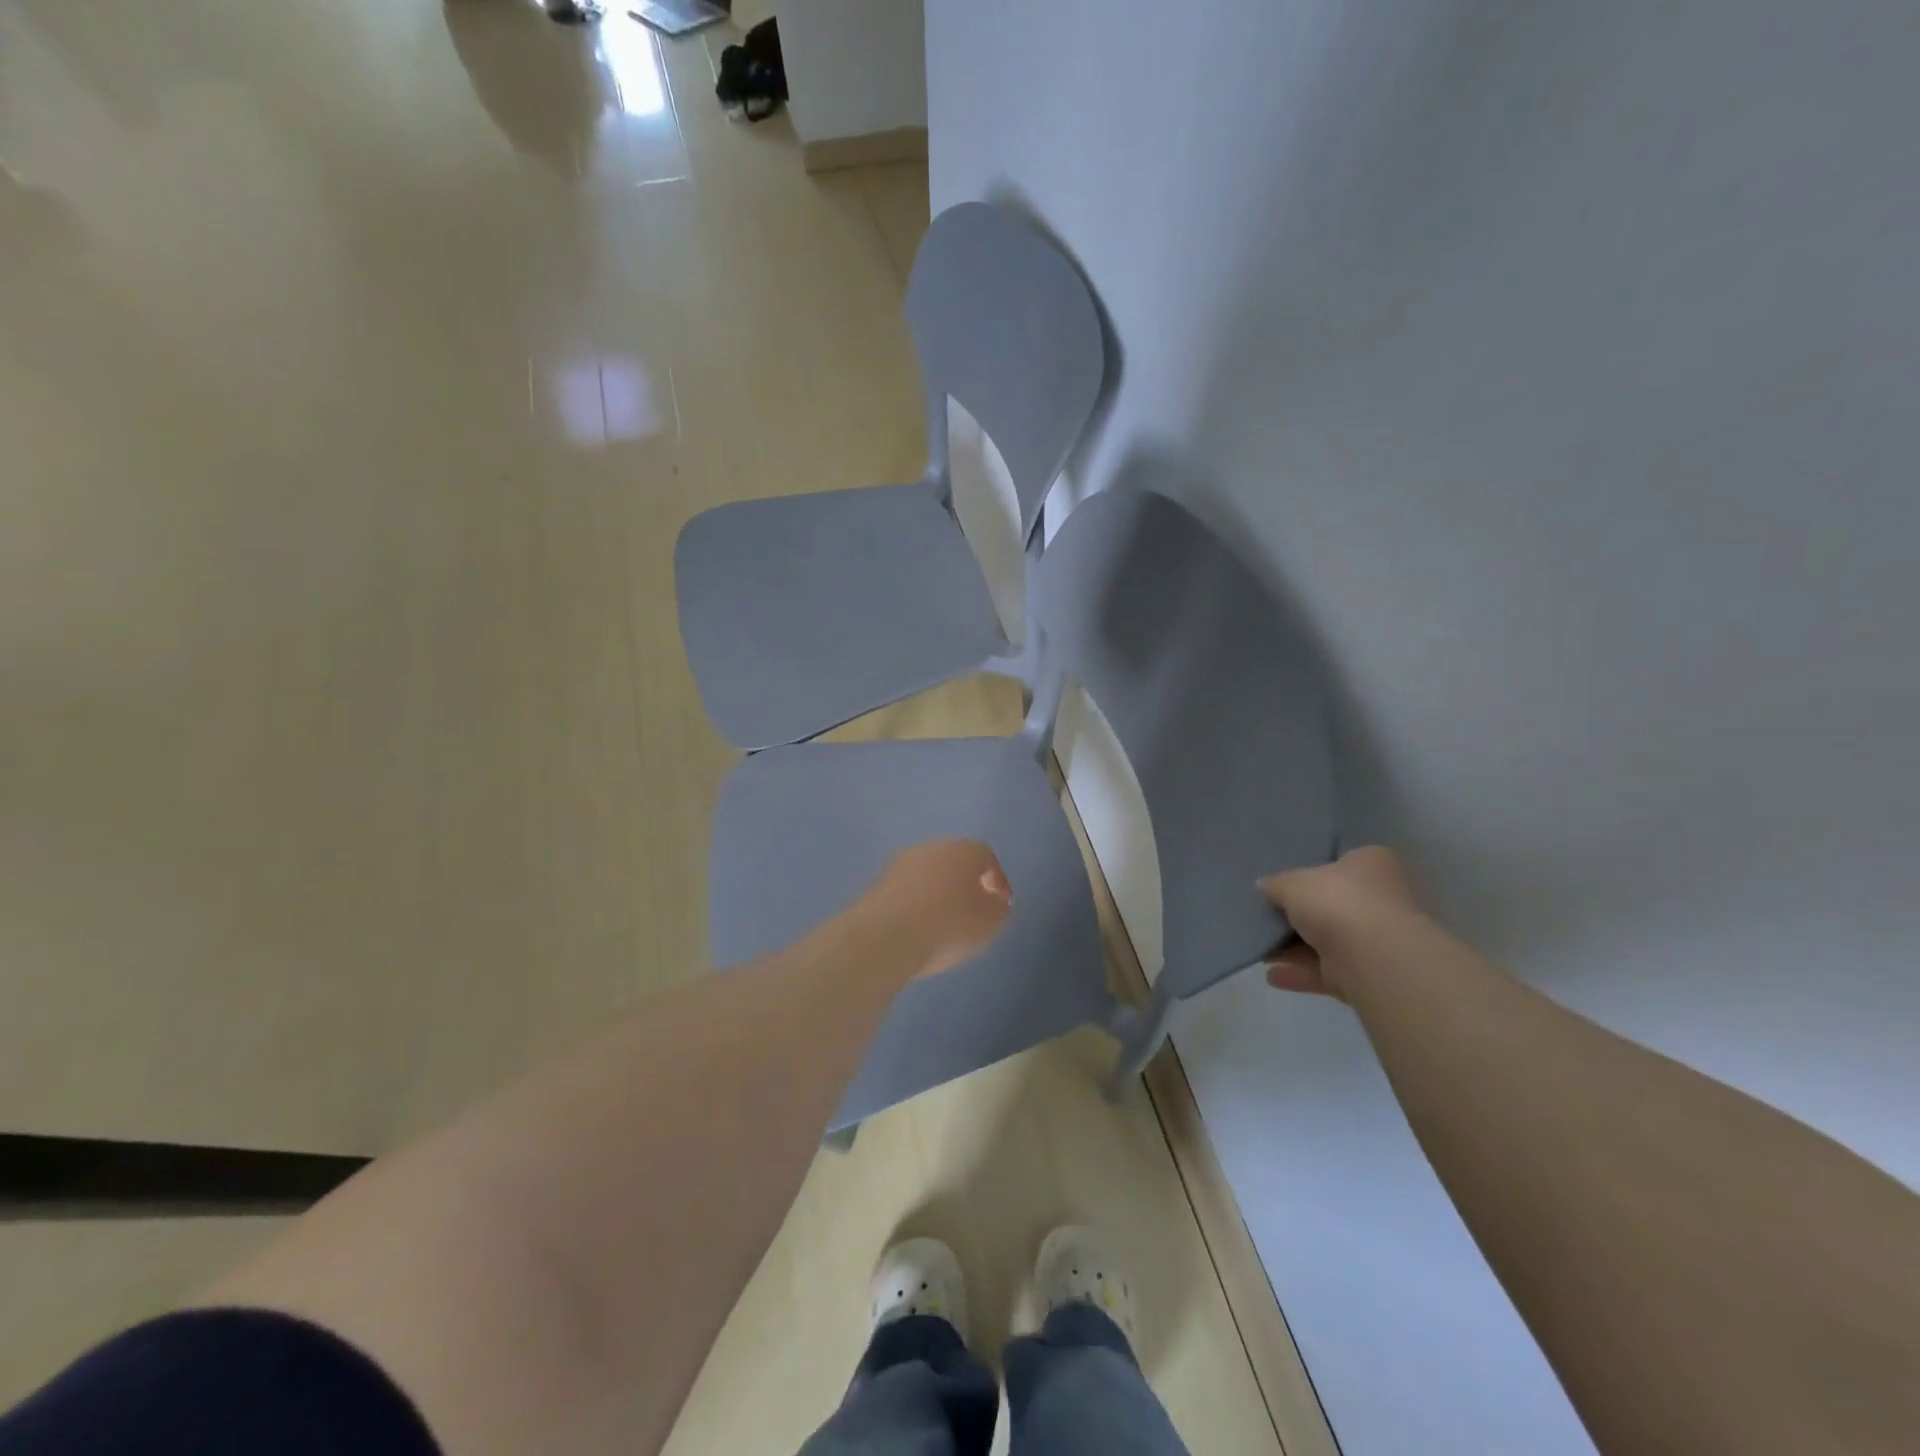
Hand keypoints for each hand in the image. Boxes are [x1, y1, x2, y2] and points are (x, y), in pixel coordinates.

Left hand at [861, 839, 1013, 979]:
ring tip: (942, 927)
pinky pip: (906, 893)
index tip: (999, 906)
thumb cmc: (949, 924)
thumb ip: (999, 908)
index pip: (986, 857)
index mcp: (963, 849)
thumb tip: (993, 901)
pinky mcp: (877, 884)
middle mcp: (931, 847)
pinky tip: (917, 931)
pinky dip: (915, 907)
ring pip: (927, 877)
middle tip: (972, 915)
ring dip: (937, 896)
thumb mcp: (991, 922)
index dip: (997, 881)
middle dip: (965, 886)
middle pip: (954, 863)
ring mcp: (900, 864)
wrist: (886, 937)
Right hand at [1258, 846, 1420, 1000]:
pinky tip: (1271, 974)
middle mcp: (1381, 898)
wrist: (1372, 957)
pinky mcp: (1367, 974)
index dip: (1312, 872)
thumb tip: (1264, 885)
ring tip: (1261, 948)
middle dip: (1301, 915)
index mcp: (1372, 864)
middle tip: (1268, 915)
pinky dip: (1300, 972)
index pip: (1341, 863)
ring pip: (1328, 941)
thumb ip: (1276, 884)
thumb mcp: (1292, 883)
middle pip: (1333, 904)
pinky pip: (1327, 970)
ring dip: (1295, 947)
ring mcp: (1377, 939)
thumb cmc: (1337, 901)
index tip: (1284, 882)